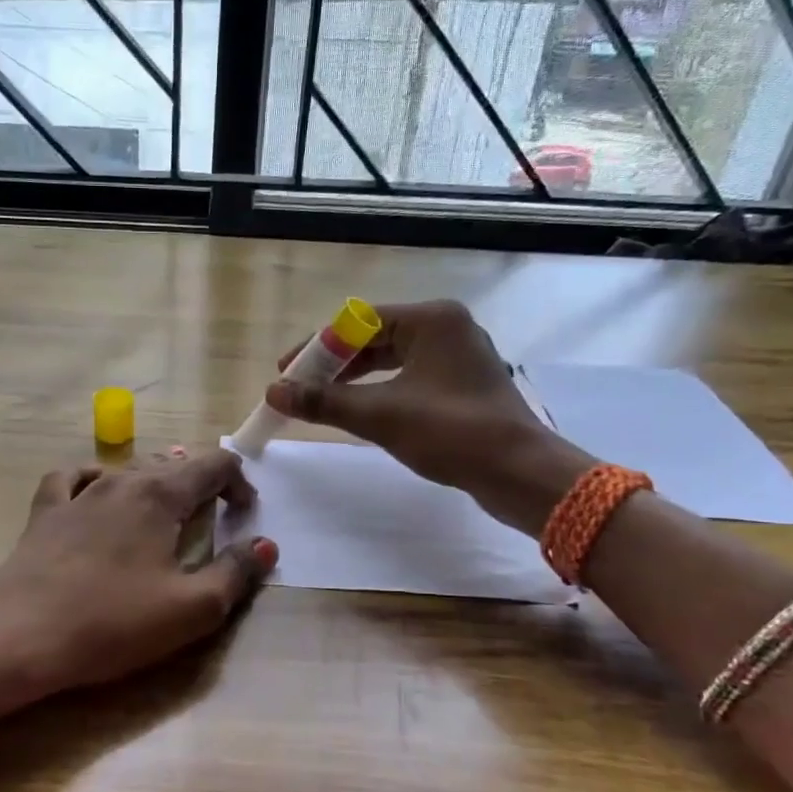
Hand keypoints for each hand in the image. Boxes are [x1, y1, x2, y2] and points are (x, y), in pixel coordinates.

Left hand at [0, 449, 277, 698]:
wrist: (22, 637)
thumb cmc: (114, 623)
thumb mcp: (192, 608)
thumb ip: (236, 572)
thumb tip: (266, 545)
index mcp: (161, 495)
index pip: (214, 465)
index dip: (239, 483)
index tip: (244, 516)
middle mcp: (121, 481)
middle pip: (172, 464)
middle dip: (201, 484)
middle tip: (213, 518)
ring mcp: (78, 493)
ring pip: (127, 470)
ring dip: (155, 483)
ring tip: (163, 509)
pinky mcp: (45, 513)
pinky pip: (72, 478)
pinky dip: (93, 479)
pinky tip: (96, 495)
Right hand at [262, 300, 592, 531]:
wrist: (519, 472)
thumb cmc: (450, 432)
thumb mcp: (379, 415)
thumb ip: (323, 401)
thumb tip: (273, 392)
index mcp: (431, 319)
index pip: (357, 321)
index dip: (316, 347)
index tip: (286, 372)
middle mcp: (447, 328)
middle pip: (374, 337)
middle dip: (333, 364)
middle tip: (299, 388)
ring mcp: (459, 356)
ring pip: (392, 359)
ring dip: (354, 379)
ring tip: (322, 401)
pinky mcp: (463, 384)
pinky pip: (409, 377)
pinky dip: (380, 391)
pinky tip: (360, 411)